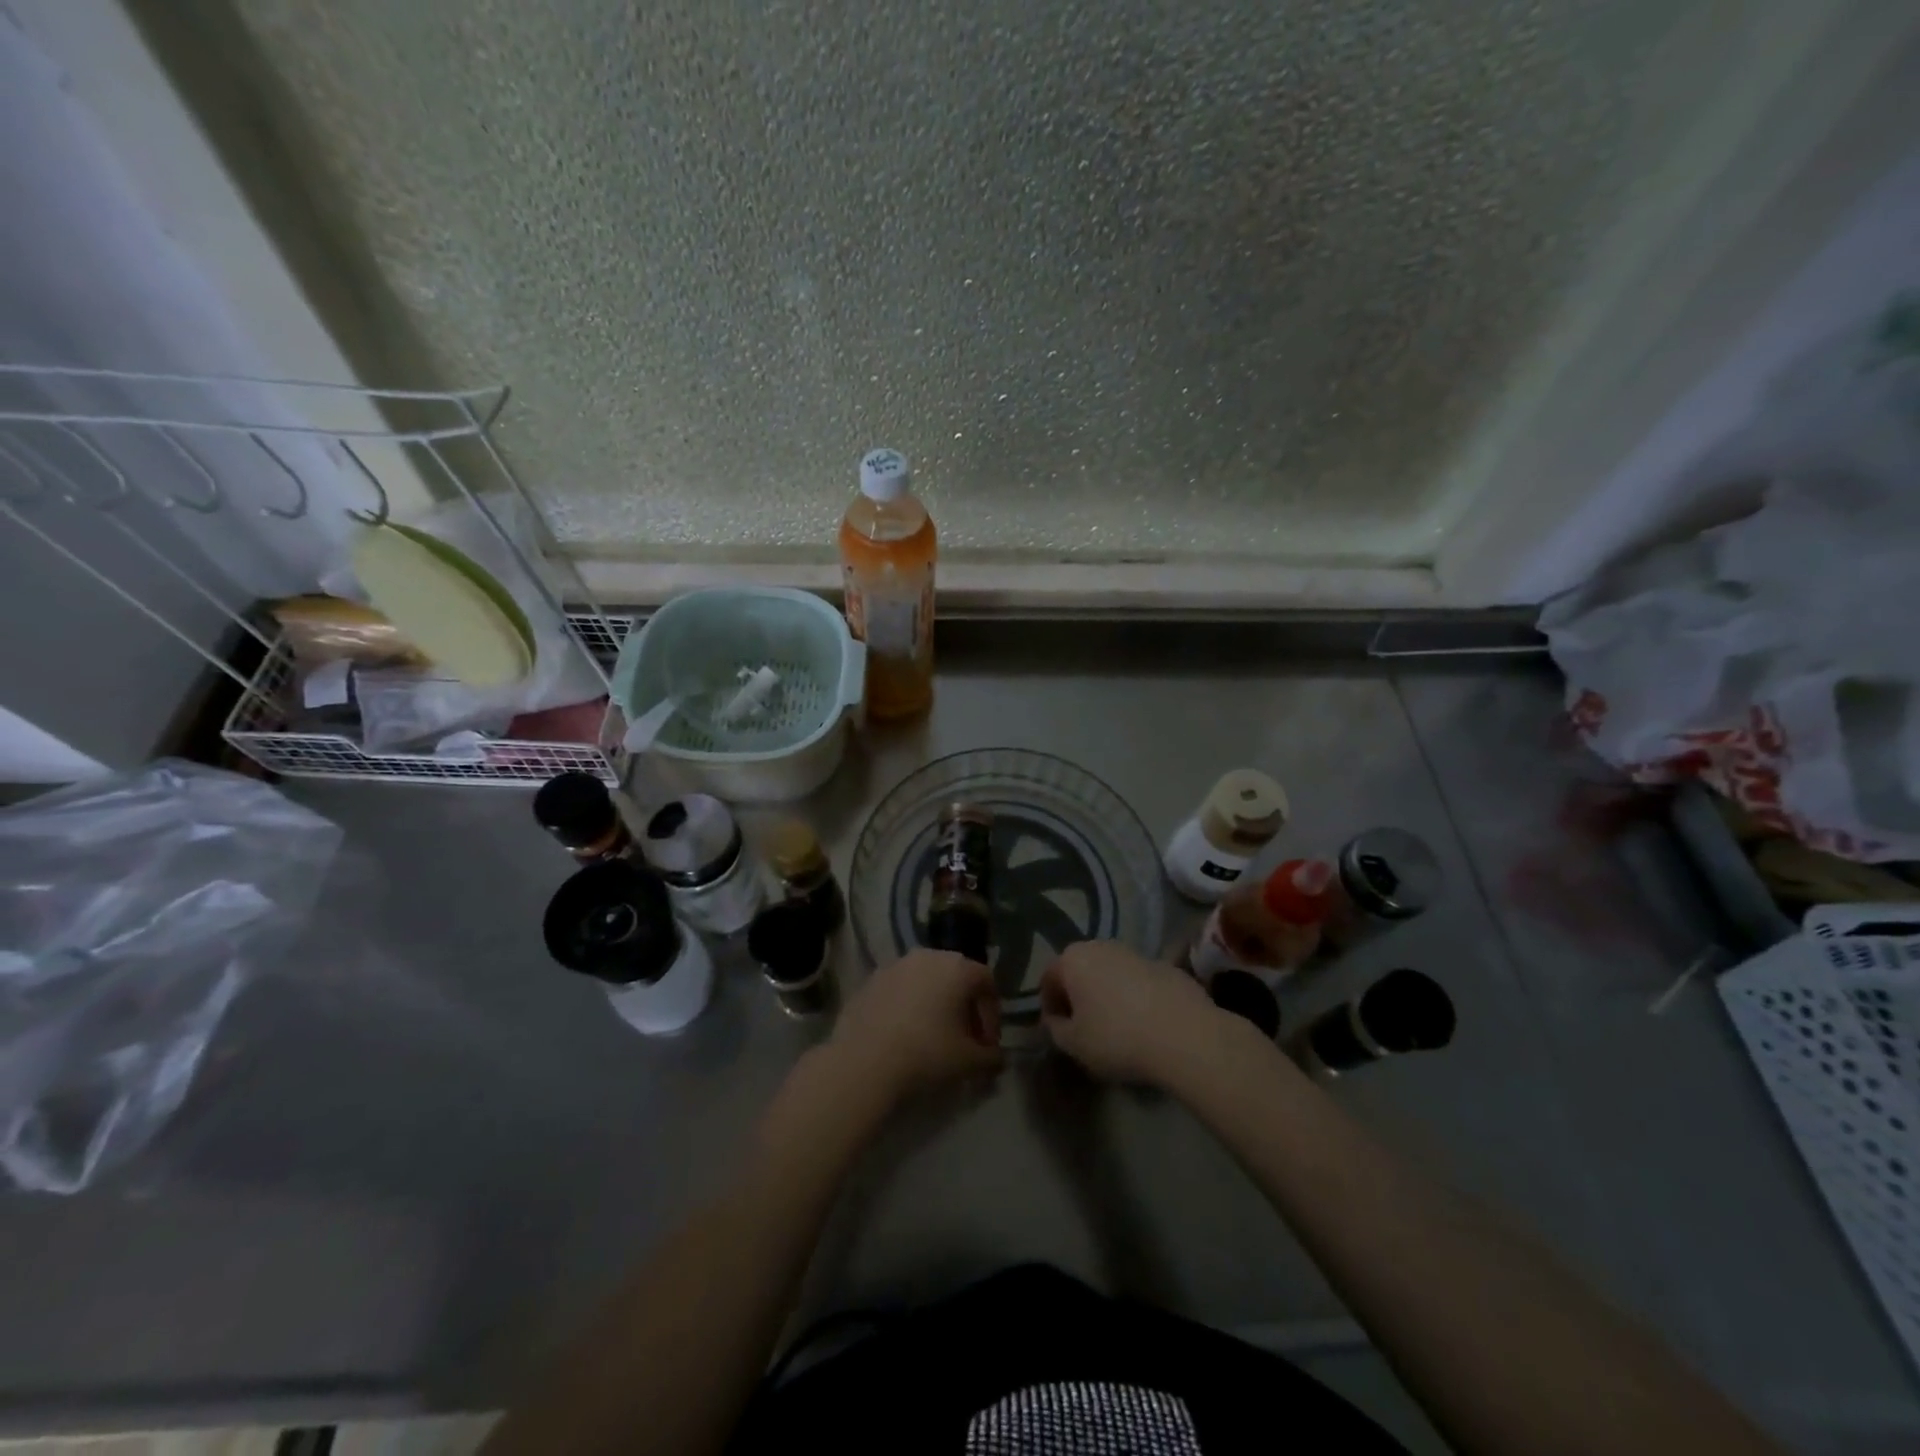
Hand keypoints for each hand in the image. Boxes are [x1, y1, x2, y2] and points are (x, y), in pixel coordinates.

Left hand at [829, 949, 1002, 1107]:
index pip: (987, 982)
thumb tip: (996, 1058)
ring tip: (932, 1040)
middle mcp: (927, 956)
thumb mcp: (970, 1062)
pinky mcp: (869, 981)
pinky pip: (899, 991)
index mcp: (957, 967)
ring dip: (935, 1006)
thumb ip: (991, 1058)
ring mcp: (894, 966)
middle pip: (956, 978)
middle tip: (963, 1042)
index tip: (986, 1046)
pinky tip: (903, 1037)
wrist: (863, 1062)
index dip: (992, 1015)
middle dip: (964, 1009)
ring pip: (926, 982)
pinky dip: (908, 1009)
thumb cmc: (927, 1054)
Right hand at [1040, 941, 1224, 1086]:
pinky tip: (1147, 1025)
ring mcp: (1136, 953)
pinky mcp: (1167, 966)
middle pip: (1081, 971)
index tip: (1059, 1031)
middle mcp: (1101, 946)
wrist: (1185, 1035)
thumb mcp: (1074, 1044)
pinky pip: (1140, 982)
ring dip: (1109, 995)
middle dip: (1079, 996)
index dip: (1050, 1007)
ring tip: (1118, 1028)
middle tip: (1085, 1028)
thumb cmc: (1117, 1038)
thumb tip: (1057, 1020)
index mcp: (1073, 959)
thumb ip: (1056, 1029)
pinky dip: (1137, 998)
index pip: (1049, 979)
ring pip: (1112, 974)